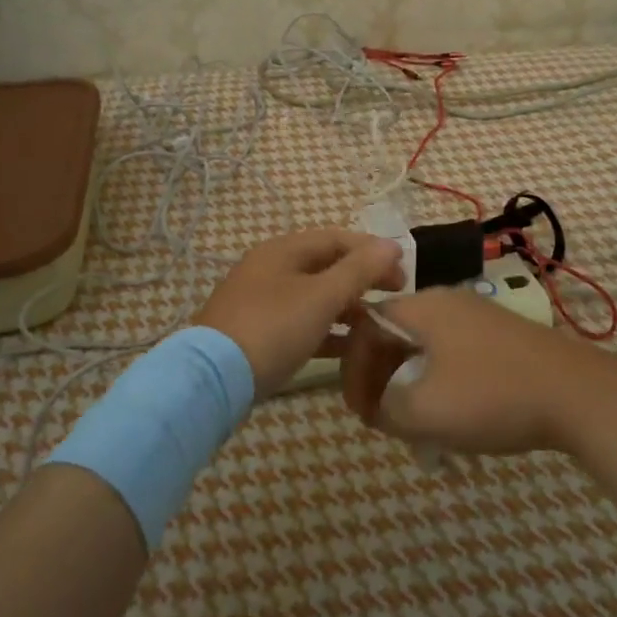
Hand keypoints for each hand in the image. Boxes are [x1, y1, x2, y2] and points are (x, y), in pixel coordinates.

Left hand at [194, 229, 406, 398]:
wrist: (212, 378)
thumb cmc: (273, 328)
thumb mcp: (321, 297)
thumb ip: (359, 270)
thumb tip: (392, 244)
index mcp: (283, 250)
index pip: (337, 238)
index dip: (372, 250)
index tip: (404, 271)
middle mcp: (270, 268)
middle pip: (326, 265)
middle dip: (362, 278)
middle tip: (396, 295)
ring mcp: (260, 300)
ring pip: (314, 295)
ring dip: (347, 305)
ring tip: (378, 322)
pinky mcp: (256, 332)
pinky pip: (300, 321)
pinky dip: (326, 329)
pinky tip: (348, 347)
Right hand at [340, 288, 594, 454]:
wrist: (579, 394)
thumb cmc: (492, 395)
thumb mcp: (424, 411)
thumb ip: (384, 408)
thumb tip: (380, 405)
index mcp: (421, 307)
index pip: (365, 326)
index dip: (353, 369)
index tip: (360, 411)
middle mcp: (446, 301)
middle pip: (394, 333)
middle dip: (380, 377)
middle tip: (381, 417)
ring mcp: (478, 317)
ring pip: (424, 346)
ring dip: (408, 381)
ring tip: (412, 421)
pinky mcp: (502, 336)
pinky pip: (453, 354)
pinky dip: (438, 381)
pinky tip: (451, 414)